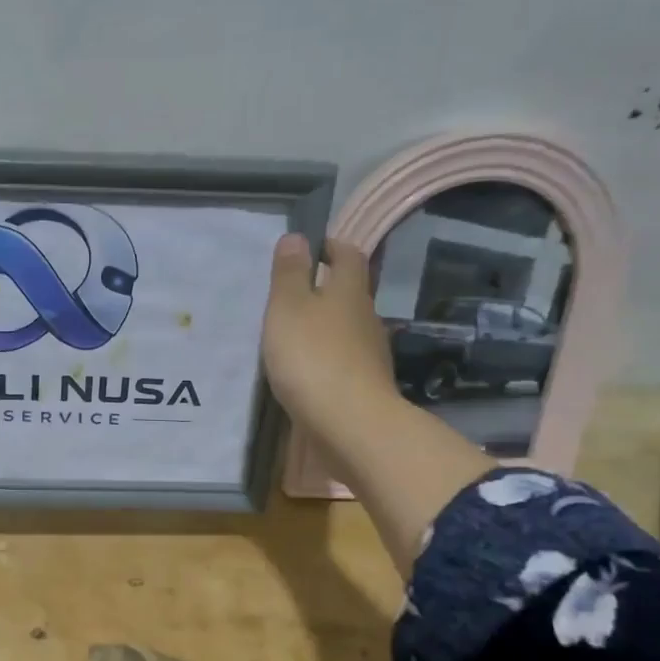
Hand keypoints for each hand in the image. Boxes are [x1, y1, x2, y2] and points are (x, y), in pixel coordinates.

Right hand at [261, 233, 398, 459]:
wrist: (350, 424)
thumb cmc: (312, 357)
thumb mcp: (288, 308)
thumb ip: (290, 273)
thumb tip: (297, 237)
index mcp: (349, 291)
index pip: (348, 255)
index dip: (331, 246)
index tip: (311, 247)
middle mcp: (367, 317)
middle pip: (350, 293)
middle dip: (327, 289)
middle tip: (293, 295)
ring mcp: (371, 354)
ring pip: (348, 329)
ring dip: (326, 327)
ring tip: (295, 335)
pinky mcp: (366, 385)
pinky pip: (345, 361)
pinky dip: (328, 358)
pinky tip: (308, 371)